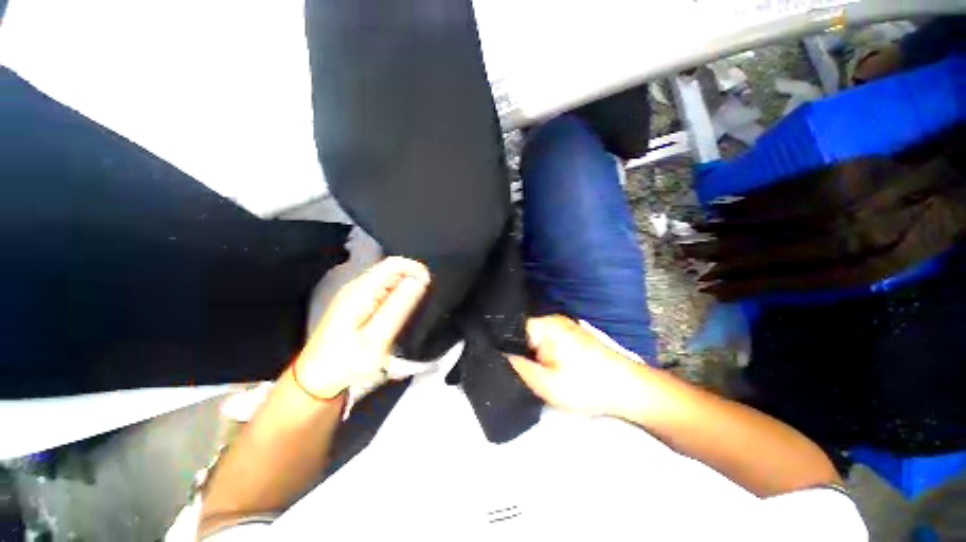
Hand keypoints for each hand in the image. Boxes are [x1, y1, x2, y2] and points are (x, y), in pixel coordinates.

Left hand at [293, 257, 429, 398]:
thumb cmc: (346, 361)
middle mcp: (358, 287)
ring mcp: (357, 296)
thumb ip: (399, 306)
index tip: (430, 286)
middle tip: (426, 302)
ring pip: (390, 281)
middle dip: (413, 279)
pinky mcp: (359, 305)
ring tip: (417, 310)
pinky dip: (398, 298)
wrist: (318, 380)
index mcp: (361, 290)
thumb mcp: (377, 337)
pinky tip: (402, 314)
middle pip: (393, 270)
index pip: (394, 264)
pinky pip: (385, 292)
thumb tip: (419, 280)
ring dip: (407, 289)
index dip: (416, 269)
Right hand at [507, 315, 642, 416]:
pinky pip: (549, 340)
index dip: (505, 345)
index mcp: (545, 325)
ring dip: (534, 354)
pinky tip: (552, 369)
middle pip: (524, 333)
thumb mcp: (546, 384)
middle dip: (520, 351)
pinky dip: (546, 353)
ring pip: (537, 338)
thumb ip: (519, 367)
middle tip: (522, 372)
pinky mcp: (574, 334)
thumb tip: (500, 354)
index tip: (504, 363)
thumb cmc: (587, 386)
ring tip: (537, 372)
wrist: (630, 389)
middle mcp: (553, 319)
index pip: (512, 328)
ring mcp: (565, 325)